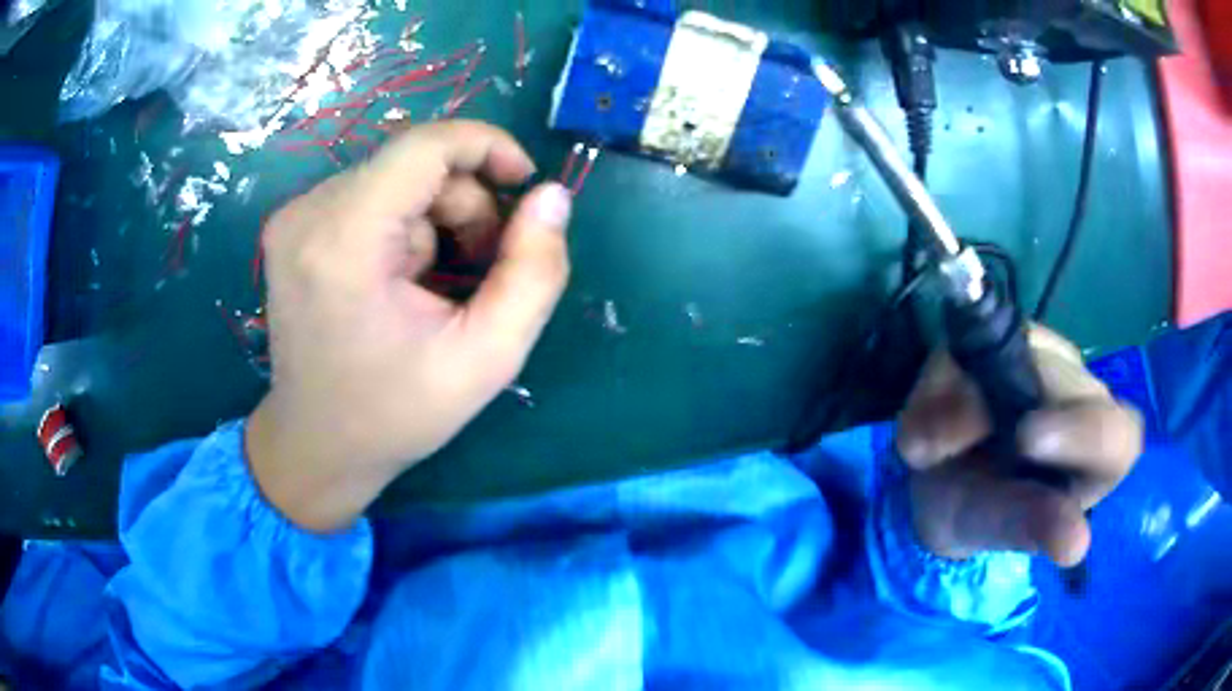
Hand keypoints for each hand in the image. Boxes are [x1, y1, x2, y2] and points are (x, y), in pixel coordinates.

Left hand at [246, 121, 572, 531]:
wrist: (317, 446)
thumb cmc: (397, 413)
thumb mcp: (487, 357)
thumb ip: (535, 273)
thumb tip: (552, 197)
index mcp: (345, 241)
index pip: (424, 145)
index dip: (487, 146)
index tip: (525, 183)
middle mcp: (307, 214)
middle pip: (413, 164)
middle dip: (463, 205)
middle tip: (479, 269)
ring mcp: (293, 218)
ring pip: (394, 180)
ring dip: (432, 220)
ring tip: (435, 286)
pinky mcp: (291, 227)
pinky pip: (368, 196)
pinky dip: (400, 226)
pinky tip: (399, 281)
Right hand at [897, 328, 1142, 566]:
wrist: (938, 480)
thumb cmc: (980, 515)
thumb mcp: (999, 527)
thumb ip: (1033, 526)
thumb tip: (1075, 546)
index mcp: (1102, 450)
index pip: (1114, 433)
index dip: (1081, 433)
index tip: (1026, 442)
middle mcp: (1082, 395)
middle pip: (1062, 377)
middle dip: (1004, 405)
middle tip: (943, 443)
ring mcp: (1045, 358)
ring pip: (1017, 353)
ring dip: (962, 397)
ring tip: (924, 449)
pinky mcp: (1004, 339)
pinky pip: (976, 344)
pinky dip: (943, 381)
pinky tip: (926, 418)